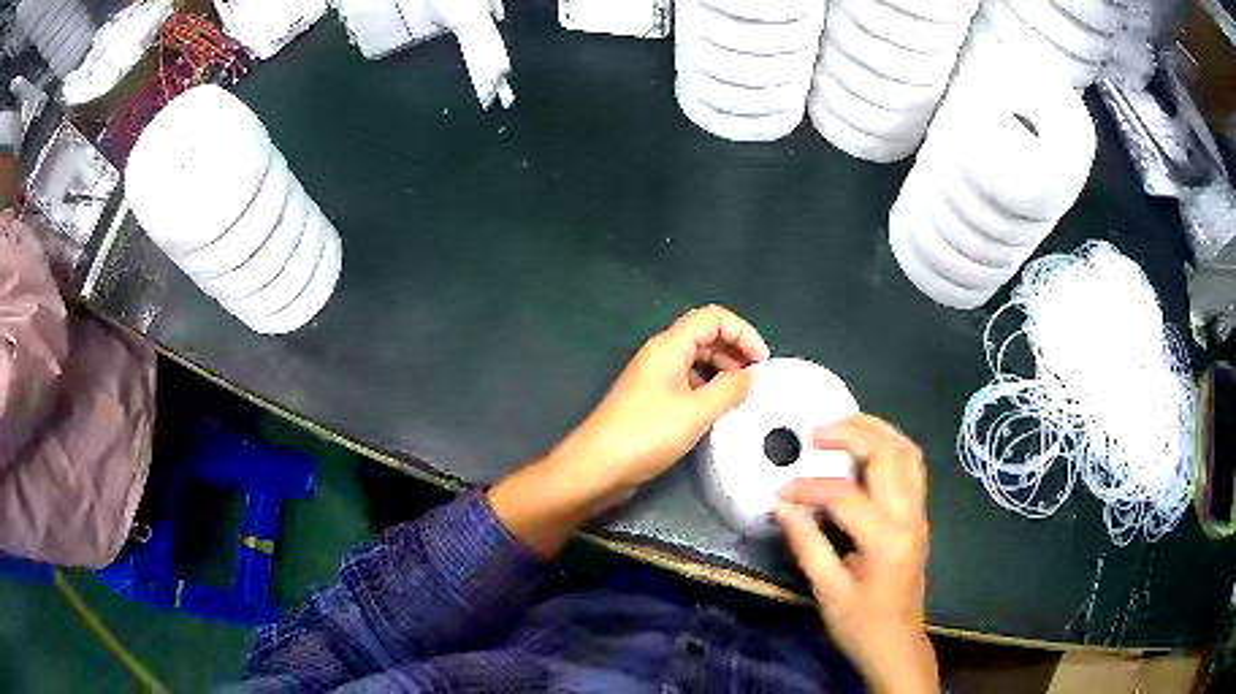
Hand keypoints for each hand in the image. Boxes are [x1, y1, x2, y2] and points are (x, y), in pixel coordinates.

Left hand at [551, 304, 769, 500]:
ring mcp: (654, 378)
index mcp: (669, 347)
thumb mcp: (696, 412)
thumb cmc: (645, 435)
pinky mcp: (651, 401)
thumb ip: (729, 390)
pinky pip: (687, 383)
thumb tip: (751, 375)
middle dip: (735, 350)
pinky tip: (719, 411)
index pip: (713, 318)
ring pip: (696, 360)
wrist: (596, 467)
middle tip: (756, 379)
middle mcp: (661, 355)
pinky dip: (707, 389)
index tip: (761, 361)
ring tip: (742, 395)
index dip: (742, 332)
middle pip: (705, 336)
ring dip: (722, 370)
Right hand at [776, 415, 936, 693]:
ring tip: (844, 424)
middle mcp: (909, 516)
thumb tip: (783, 507)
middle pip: (888, 454)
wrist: (897, 644)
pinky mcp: (919, 516)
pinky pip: (912, 467)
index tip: (781, 491)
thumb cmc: (860, 625)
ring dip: (878, 431)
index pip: (845, 495)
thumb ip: (807, 544)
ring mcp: (919, 513)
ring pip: (908, 453)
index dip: (809, 487)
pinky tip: (867, 449)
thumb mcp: (828, 591)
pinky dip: (890, 447)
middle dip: (853, 433)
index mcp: (885, 538)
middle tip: (817, 432)